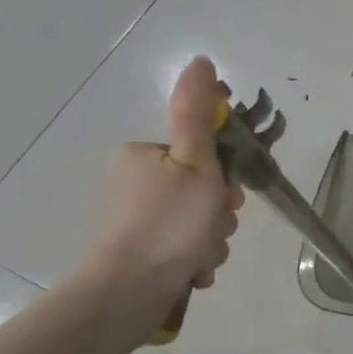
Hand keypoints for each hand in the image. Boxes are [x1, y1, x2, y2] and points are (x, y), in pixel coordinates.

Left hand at [84, 56, 244, 322]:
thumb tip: (201, 61)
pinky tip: (191, 271)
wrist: (128, 292)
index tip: (224, 197)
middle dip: (218, 216)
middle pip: (203, 192)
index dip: (224, 177)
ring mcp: (135, 221)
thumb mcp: (196, 164)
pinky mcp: (137, 252)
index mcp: (146, 156)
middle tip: (212, 229)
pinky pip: (183, 248)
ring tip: (199, 257)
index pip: (205, 156)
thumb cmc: (169, 224)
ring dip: (210, 241)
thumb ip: (199, 115)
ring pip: (198, 223)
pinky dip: (194, 260)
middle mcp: (136, 183)